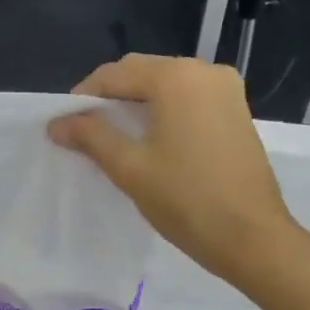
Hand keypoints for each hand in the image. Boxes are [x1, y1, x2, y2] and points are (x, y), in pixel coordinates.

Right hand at [48, 54, 299, 284]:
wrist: (252, 237)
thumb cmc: (186, 200)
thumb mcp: (130, 168)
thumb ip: (92, 137)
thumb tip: (57, 123)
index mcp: (176, 77)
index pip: (115, 74)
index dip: (84, 96)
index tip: (65, 124)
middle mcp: (205, 71)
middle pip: (143, 73)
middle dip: (111, 97)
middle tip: (86, 131)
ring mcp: (227, 90)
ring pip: (168, 85)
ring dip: (138, 103)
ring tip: (115, 136)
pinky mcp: (238, 112)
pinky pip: (190, 99)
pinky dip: (165, 111)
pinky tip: (152, 139)